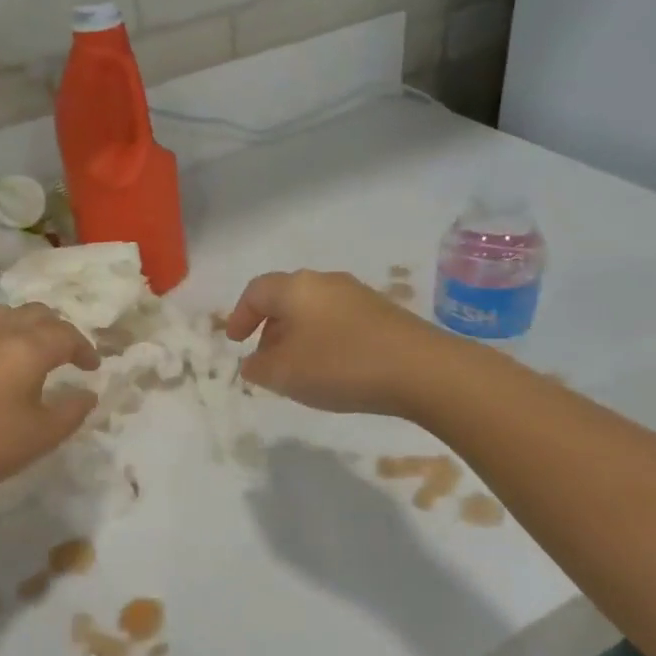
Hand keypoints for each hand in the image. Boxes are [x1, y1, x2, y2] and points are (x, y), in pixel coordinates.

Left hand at [0, 303, 99, 504]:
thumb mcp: (44, 435)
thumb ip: (73, 410)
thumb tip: (88, 394)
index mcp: (28, 348)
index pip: (66, 335)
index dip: (85, 349)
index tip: (94, 368)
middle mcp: (0, 334)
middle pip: (37, 314)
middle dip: (59, 329)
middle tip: (69, 354)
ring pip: (7, 314)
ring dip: (28, 325)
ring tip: (36, 349)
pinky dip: (0, 336)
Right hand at [225, 270, 437, 415]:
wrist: (421, 370)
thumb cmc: (340, 365)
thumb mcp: (285, 374)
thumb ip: (259, 367)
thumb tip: (252, 362)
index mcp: (296, 288)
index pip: (256, 291)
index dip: (240, 315)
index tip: (234, 341)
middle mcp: (325, 282)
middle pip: (286, 298)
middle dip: (269, 327)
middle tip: (264, 358)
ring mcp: (358, 295)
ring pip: (314, 310)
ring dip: (297, 336)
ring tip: (297, 368)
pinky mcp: (383, 314)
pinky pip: (338, 322)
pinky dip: (324, 340)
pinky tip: (332, 369)